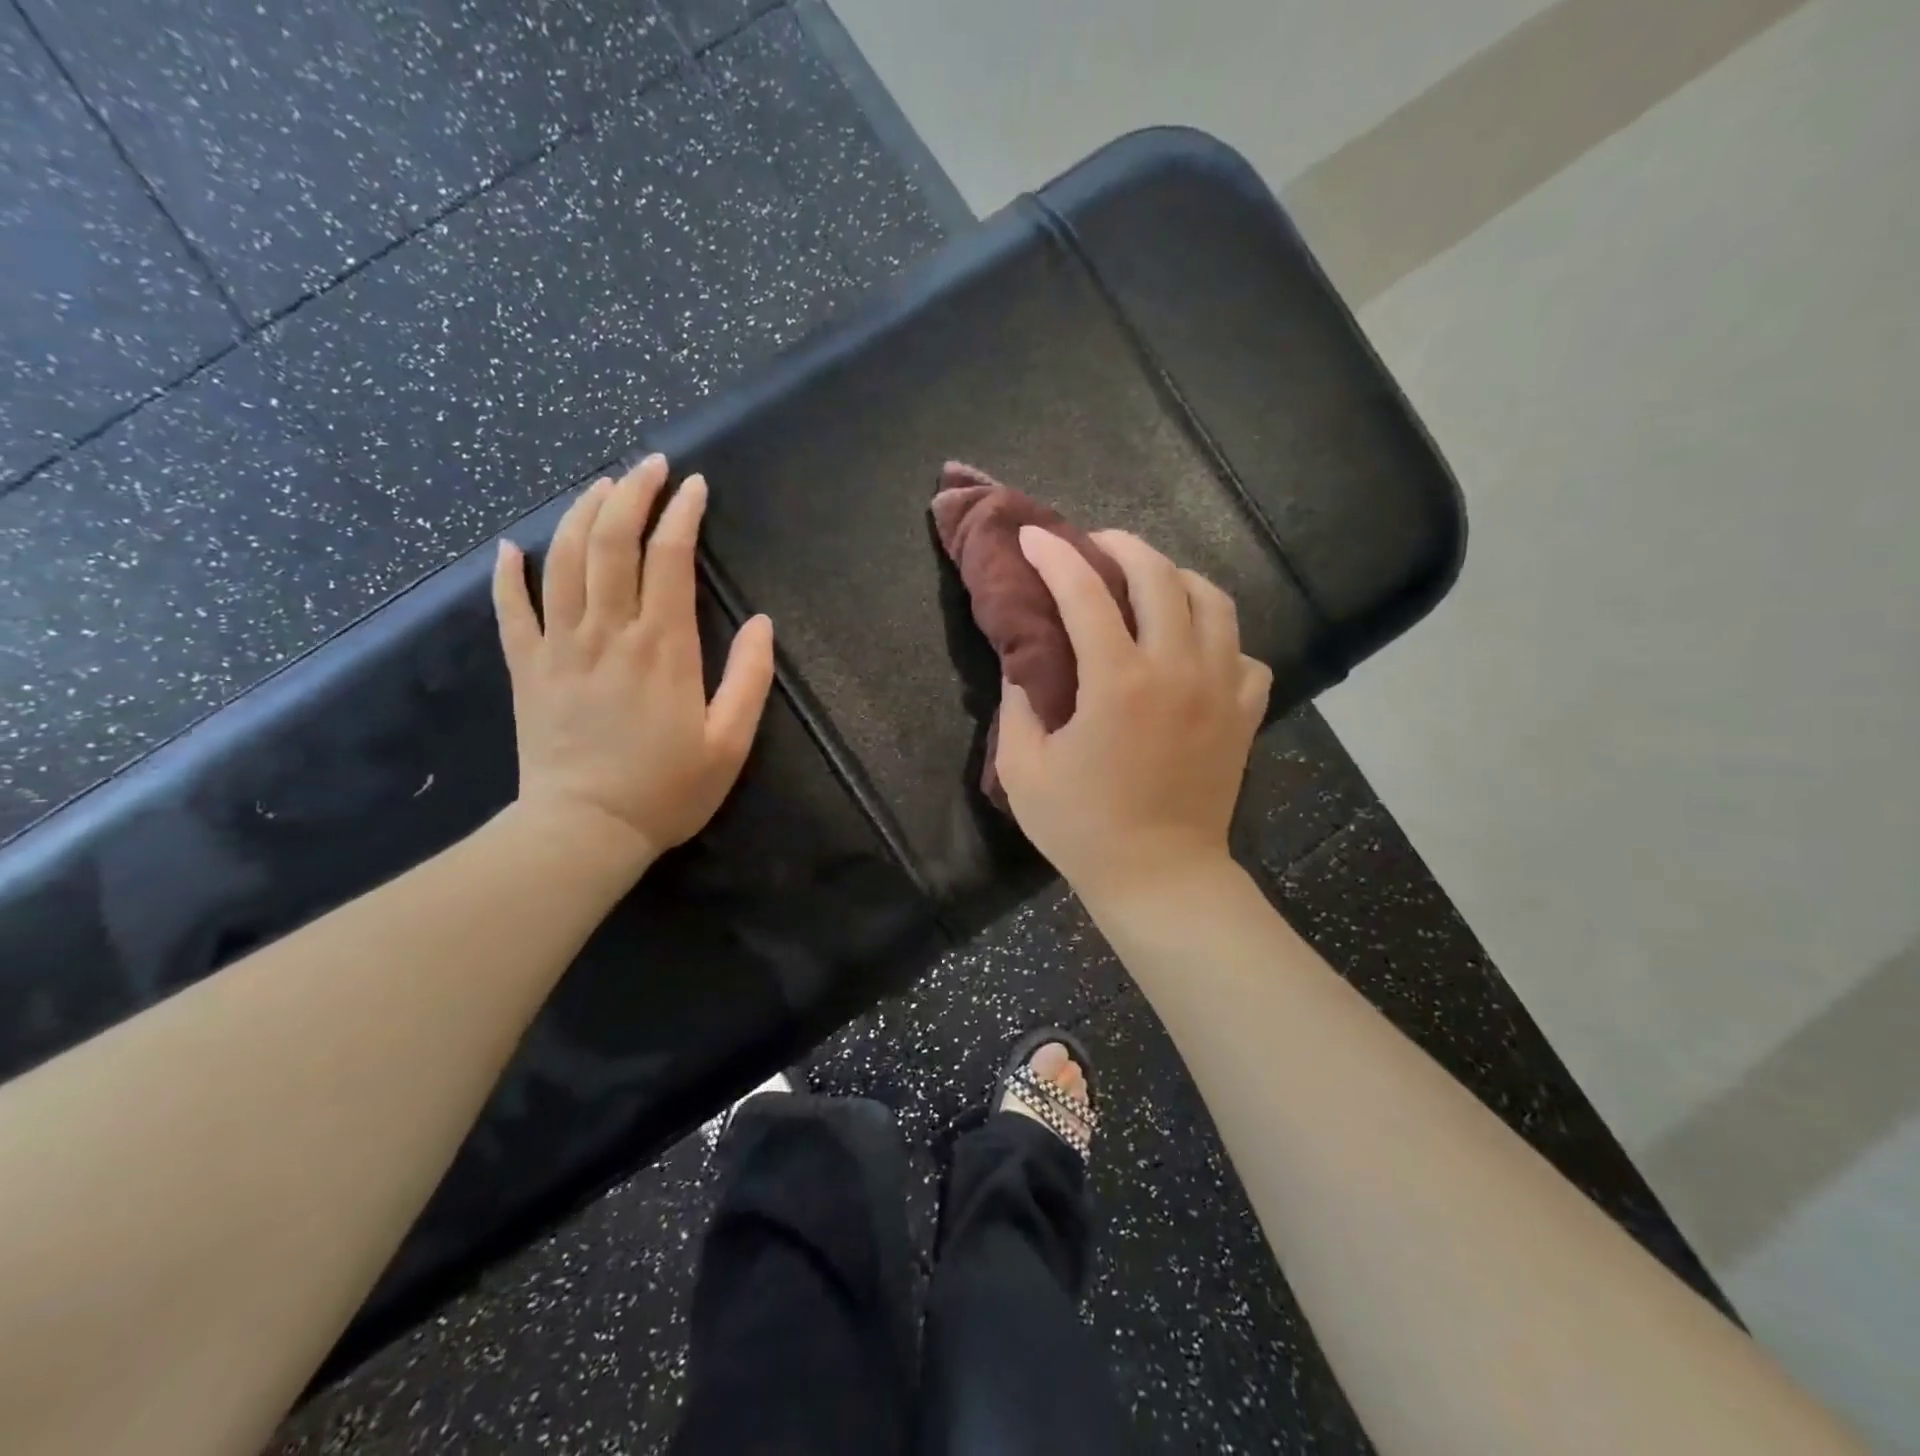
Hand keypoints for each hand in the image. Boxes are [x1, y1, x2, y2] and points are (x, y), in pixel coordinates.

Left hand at [492, 455, 774, 868]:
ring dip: (582, 515)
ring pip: (564, 562)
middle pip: (612, 544)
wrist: (585, 830)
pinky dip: (508, 574)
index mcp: (663, 649)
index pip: (669, 560)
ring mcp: (559, 648)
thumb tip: (763, 624)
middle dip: (631, 494)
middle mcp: (608, 634)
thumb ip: (750, 679)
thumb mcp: (730, 743)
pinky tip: (512, 546)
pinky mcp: (527, 669)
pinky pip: (510, 610)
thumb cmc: (667, 790)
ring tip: (600, 486)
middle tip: (648, 464)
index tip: (694, 486)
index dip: (682, 515)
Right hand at [996, 526, 1271, 906]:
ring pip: (1214, 600)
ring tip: (1149, 584)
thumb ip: (1017, 705)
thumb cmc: (1083, 828)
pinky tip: (1195, 648)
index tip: (1033, 536)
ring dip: (1177, 577)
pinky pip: (1244, 651)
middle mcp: (1178, 669)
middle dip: (1122, 545)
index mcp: (1118, 682)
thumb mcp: (1023, 770)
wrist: (1160, 876)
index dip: (1054, 555)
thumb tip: (1023, 662)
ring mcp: (1222, 688)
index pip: (1084, 592)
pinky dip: (1218, 637)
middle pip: (1160, 575)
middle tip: (1094, 546)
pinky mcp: (1246, 713)